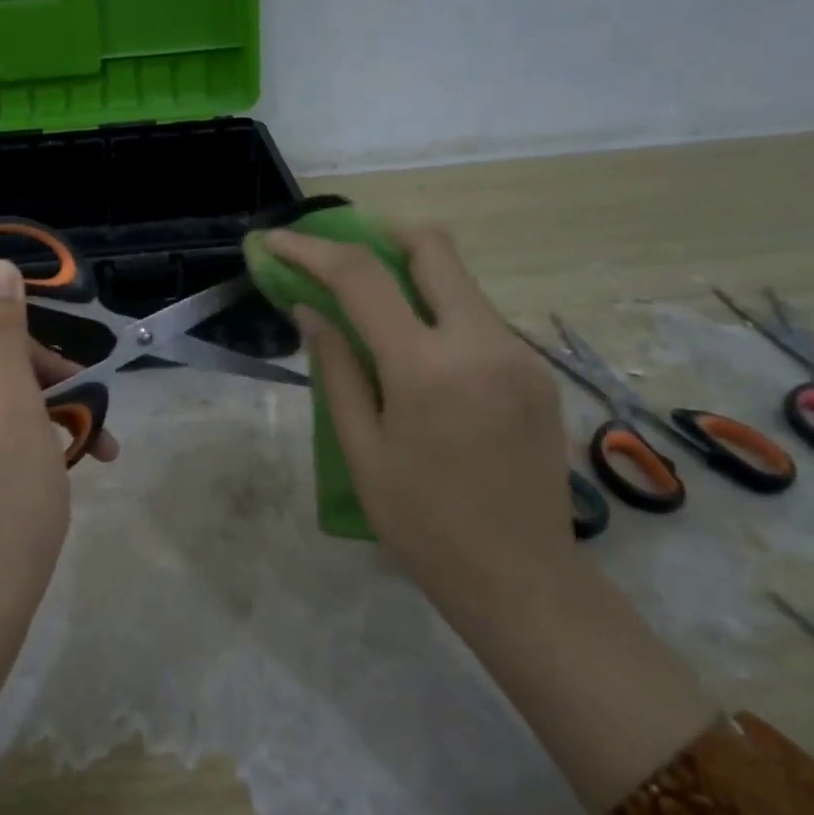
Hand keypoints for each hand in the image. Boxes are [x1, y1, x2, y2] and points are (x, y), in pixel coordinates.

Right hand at [263, 223, 571, 625]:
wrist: (523, 579)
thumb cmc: (423, 524)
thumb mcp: (361, 449)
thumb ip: (336, 369)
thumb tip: (310, 311)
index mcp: (426, 367)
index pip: (362, 277)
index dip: (312, 250)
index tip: (278, 240)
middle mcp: (481, 342)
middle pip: (432, 247)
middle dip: (378, 235)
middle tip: (340, 256)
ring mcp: (517, 353)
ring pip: (458, 280)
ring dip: (411, 276)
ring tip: (371, 308)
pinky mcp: (535, 370)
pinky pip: (479, 316)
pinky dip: (439, 311)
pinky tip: (418, 351)